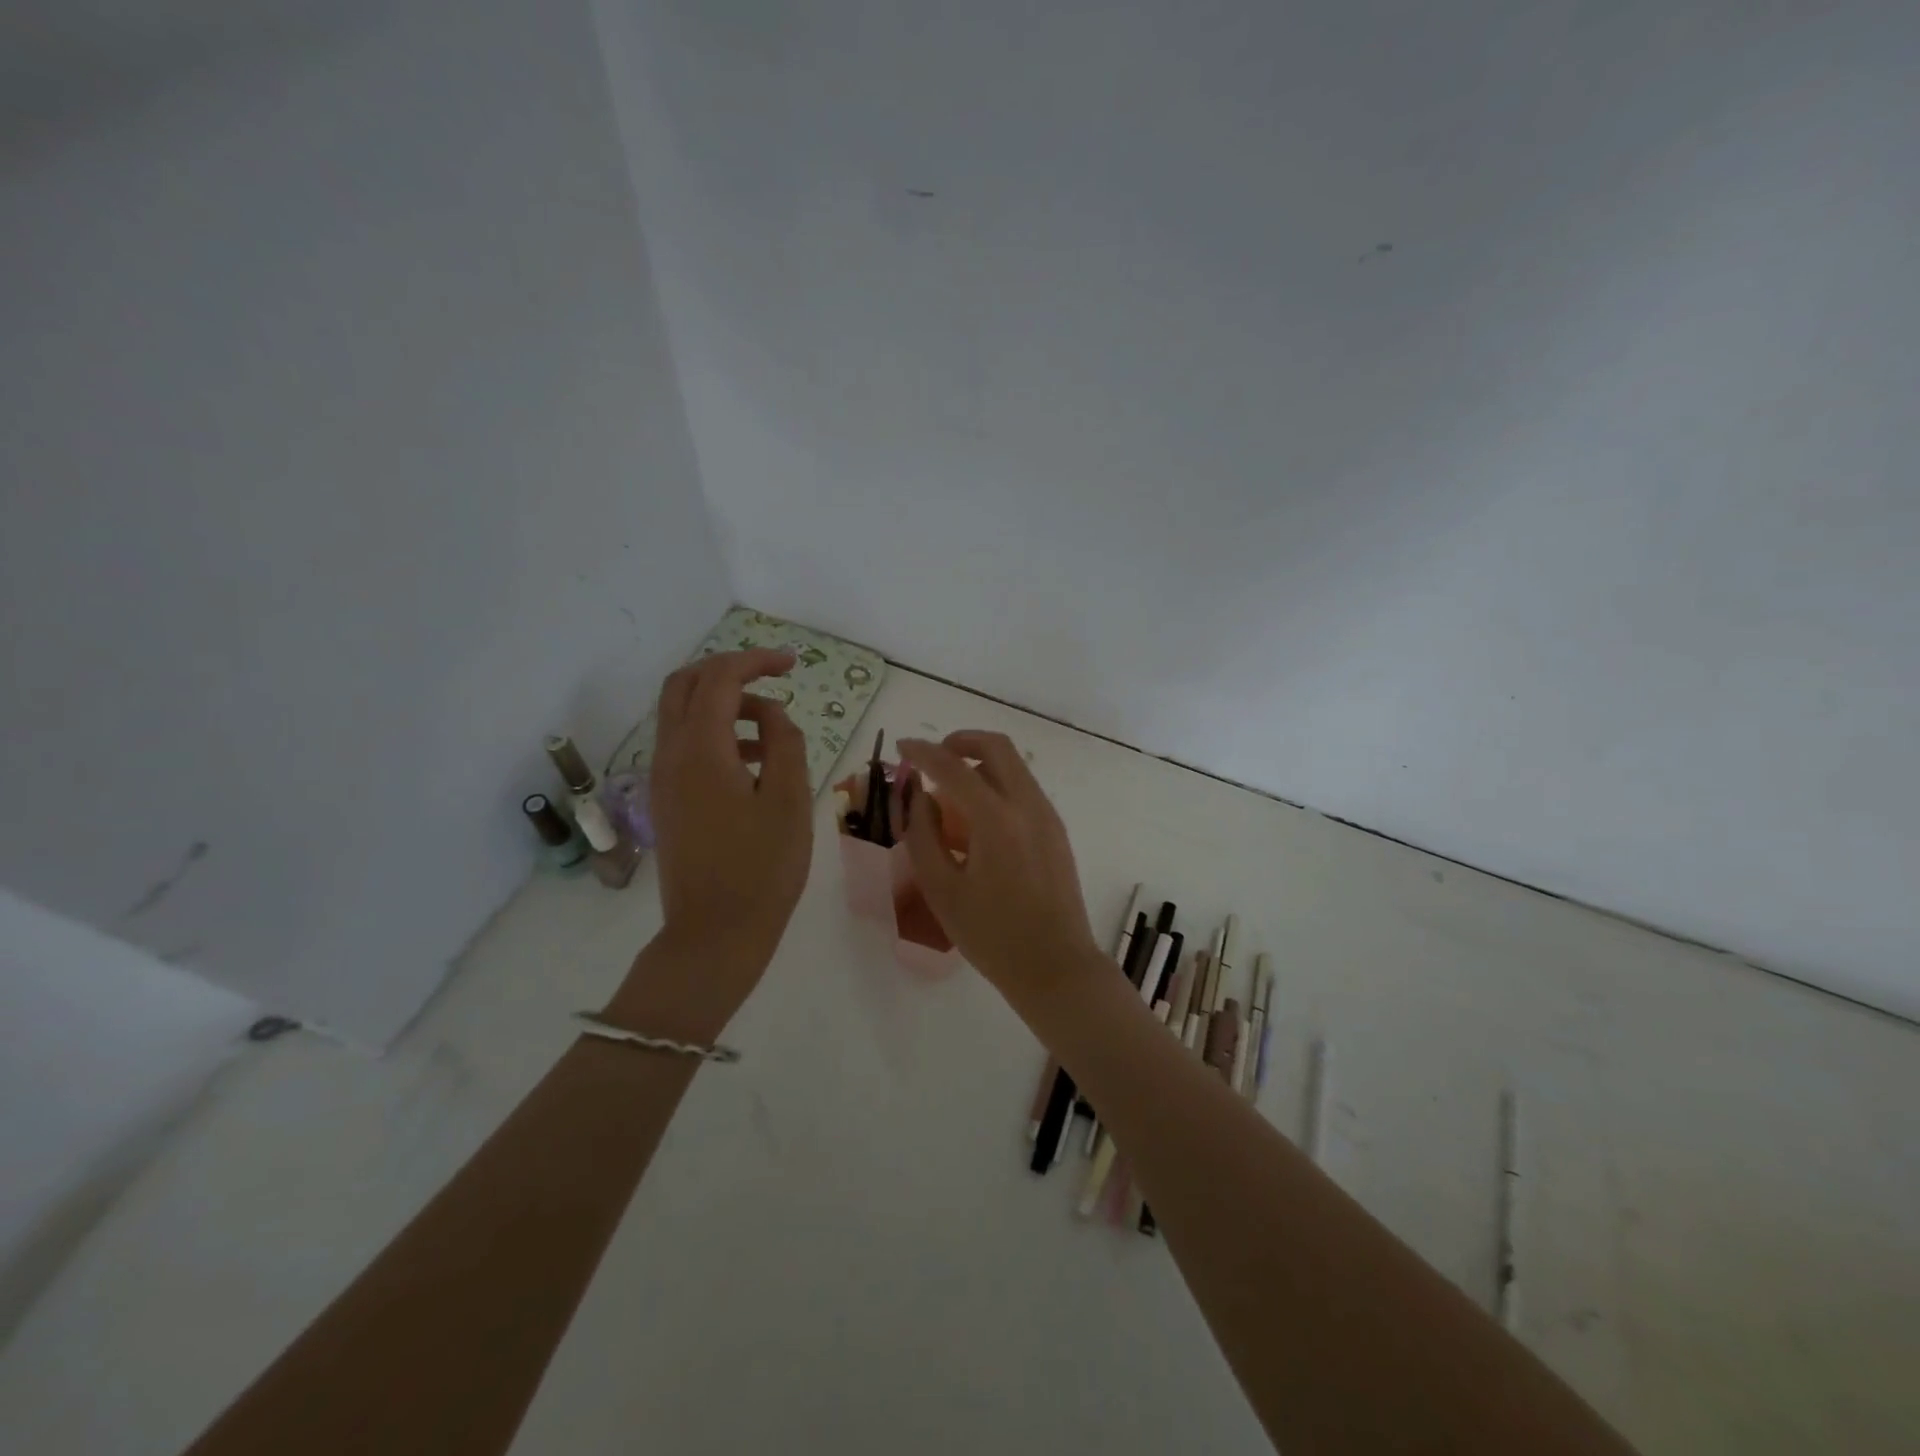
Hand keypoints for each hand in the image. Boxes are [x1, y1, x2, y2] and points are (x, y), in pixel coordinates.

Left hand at [645, 647, 812, 991]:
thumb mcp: (790, 801)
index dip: (756, 660)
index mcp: (701, 751)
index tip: (793, 664)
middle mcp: (671, 755)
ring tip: (772, 725)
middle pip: (685, 684)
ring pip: (680, 713)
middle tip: (772, 676)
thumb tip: (773, 714)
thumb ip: (784, 743)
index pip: (720, 679)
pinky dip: (714, 732)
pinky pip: (683, 745)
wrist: (714, 935)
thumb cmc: (762, 869)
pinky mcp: (666, 801)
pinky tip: (752, 759)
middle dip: (729, 669)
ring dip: (722, 702)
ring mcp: (662, 779)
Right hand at [898, 731, 1102, 1014]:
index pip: (953, 767)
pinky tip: (977, 820)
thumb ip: (923, 835)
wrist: (1055, 966)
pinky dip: (997, 785)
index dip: (923, 752)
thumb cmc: (992, 935)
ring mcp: (1047, 815)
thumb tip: (918, 796)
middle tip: (934, 759)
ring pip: (1013, 766)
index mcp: (996, 819)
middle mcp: (1027, 805)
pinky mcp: (1056, 830)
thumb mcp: (942, 889)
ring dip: (980, 764)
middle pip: (997, 746)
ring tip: (950, 794)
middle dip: (961, 741)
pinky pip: (1023, 789)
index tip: (903, 746)